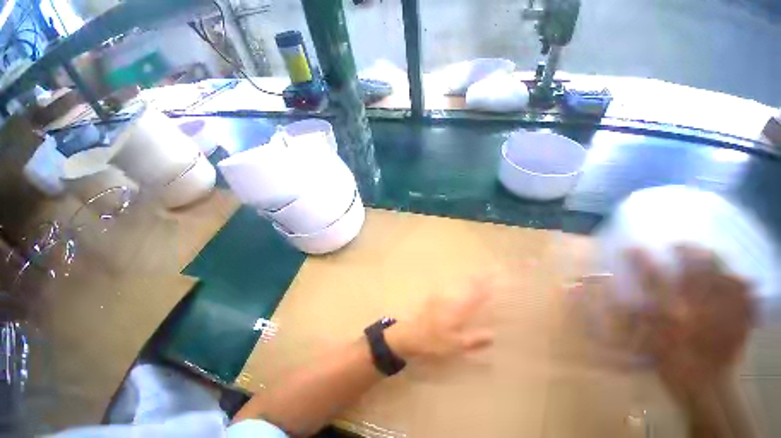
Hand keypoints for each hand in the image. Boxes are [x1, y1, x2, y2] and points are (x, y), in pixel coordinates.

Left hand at [385, 280, 493, 361]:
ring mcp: (442, 295)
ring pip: (459, 283)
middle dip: (480, 277)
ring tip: (480, 273)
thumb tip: (492, 334)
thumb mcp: (455, 345)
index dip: (487, 286)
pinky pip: (450, 285)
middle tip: (491, 269)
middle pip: (468, 284)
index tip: (497, 277)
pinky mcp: (435, 296)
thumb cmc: (433, 341)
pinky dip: (458, 282)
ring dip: (470, 277)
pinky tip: (460, 281)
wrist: (410, 333)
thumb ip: (474, 340)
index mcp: (458, 310)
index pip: (476, 295)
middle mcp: (451, 299)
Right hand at [626, 245, 754, 400]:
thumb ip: (637, 315)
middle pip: (696, 270)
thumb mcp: (648, 338)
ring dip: (716, 262)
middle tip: (680, 246)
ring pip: (723, 276)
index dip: (641, 260)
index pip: (652, 277)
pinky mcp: (739, 320)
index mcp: (671, 314)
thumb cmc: (670, 360)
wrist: (702, 384)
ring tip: (708, 255)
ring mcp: (723, 312)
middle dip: (688, 252)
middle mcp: (698, 308)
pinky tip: (739, 278)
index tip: (632, 248)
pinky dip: (743, 284)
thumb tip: (622, 293)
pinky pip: (746, 295)